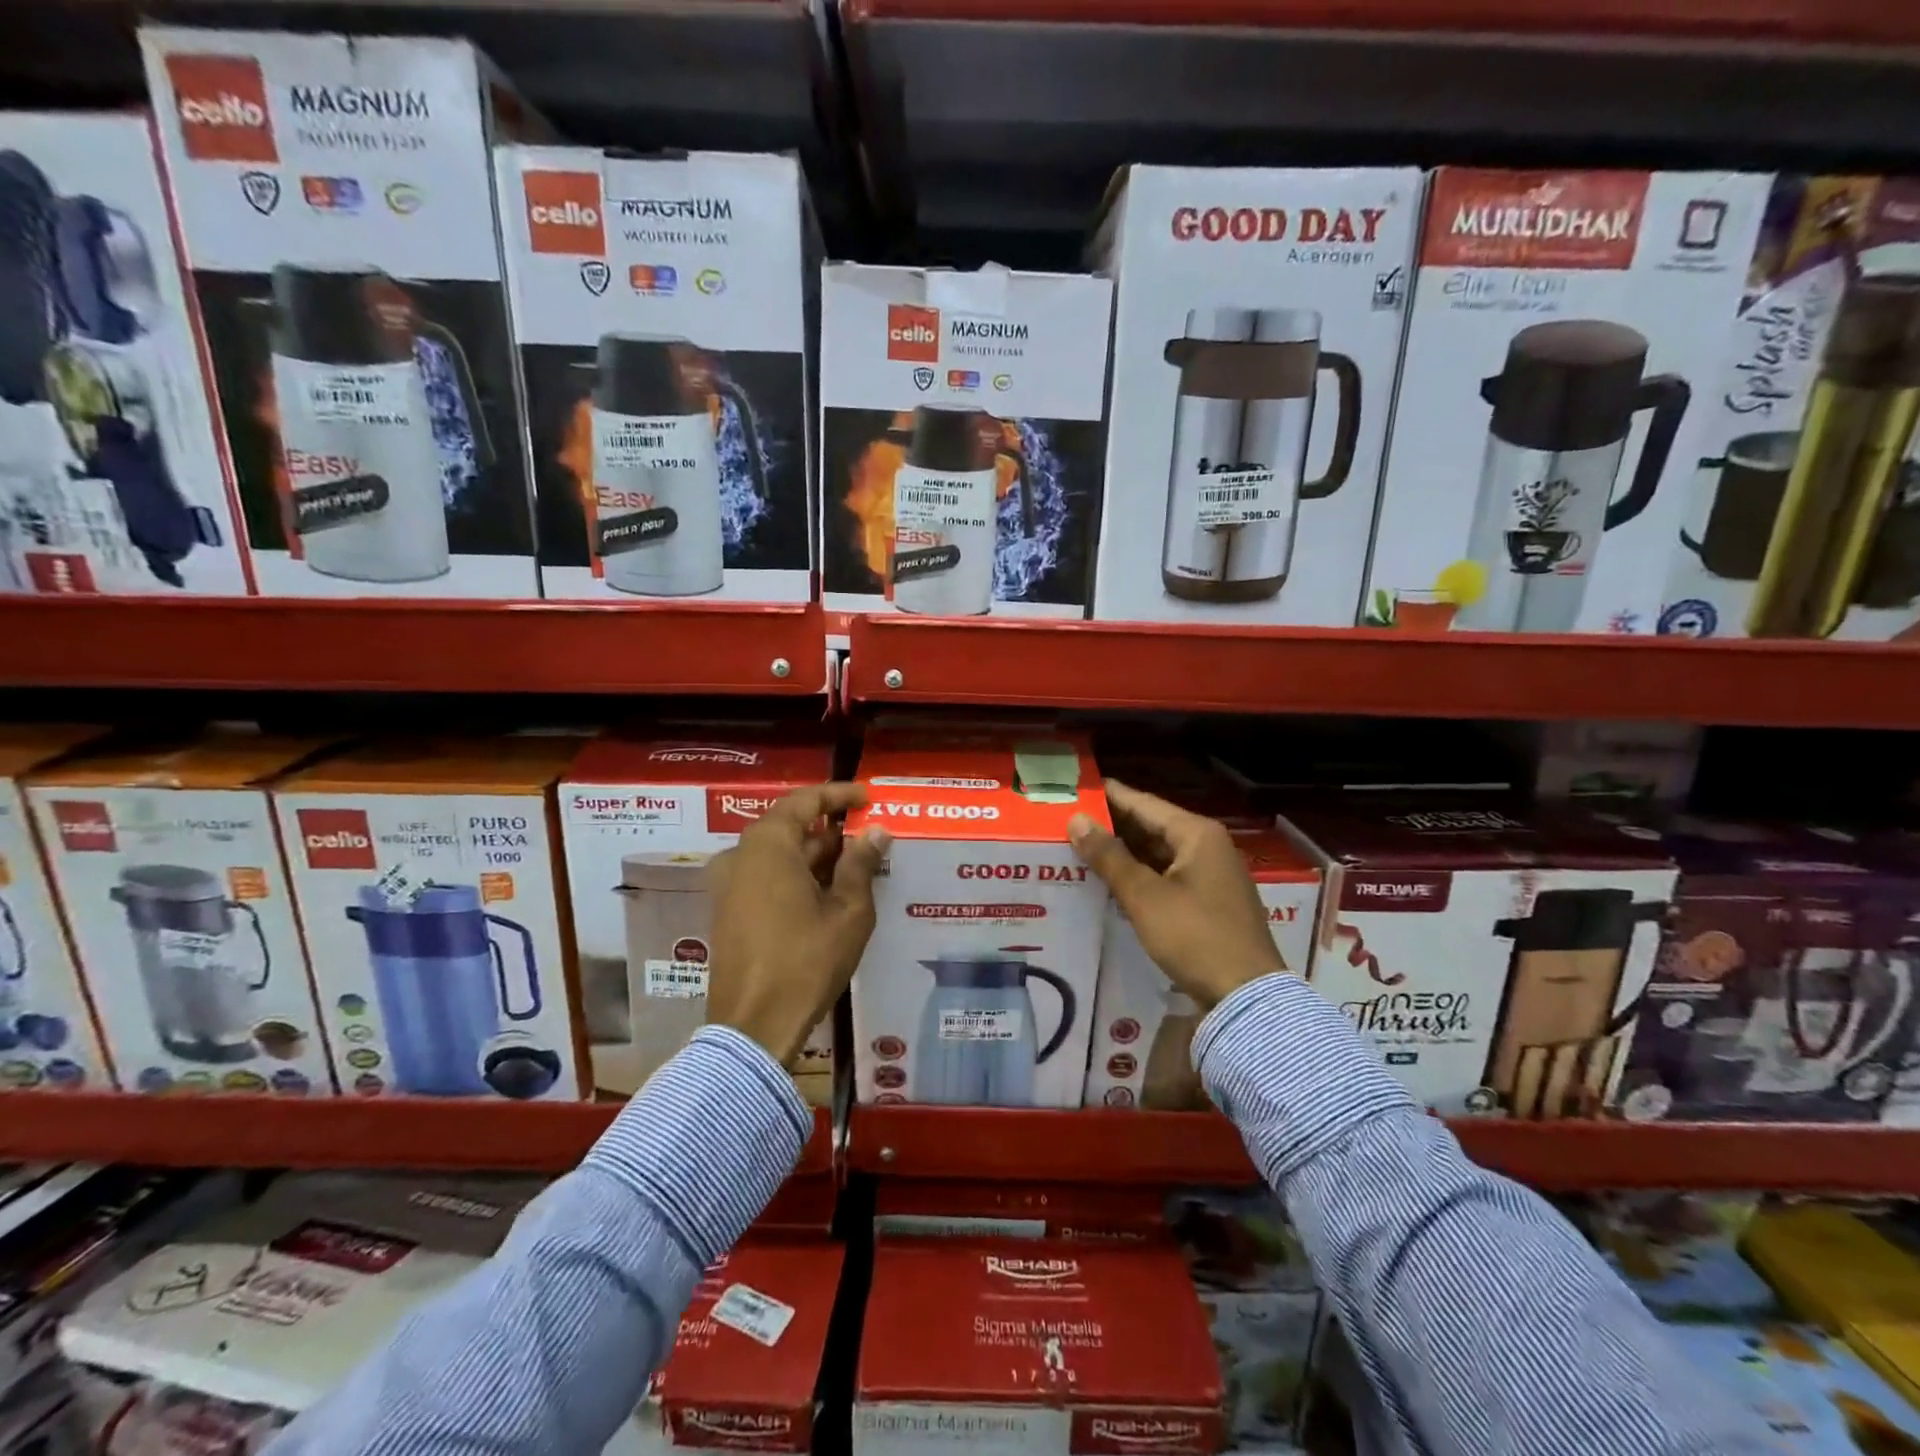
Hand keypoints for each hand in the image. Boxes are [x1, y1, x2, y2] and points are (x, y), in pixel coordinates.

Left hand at [706, 783, 889, 1065]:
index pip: (806, 801)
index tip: (867, 798)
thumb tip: (875, 832)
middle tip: (868, 837)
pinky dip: (796, 875)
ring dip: (815, 856)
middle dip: (830, 830)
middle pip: (790, 826)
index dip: (839, 795)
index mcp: (768, 845)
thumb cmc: (806, 961)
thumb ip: (861, 864)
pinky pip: (765, 877)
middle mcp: (741, 856)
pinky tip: (827, 894)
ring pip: (778, 854)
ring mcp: (729, 885)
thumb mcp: (848, 911)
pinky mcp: (727, 911)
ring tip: (856, 867)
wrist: (753, 1026)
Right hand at [1068, 779, 1279, 1009]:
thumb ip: (1109, 856)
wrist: (1246, 995)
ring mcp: (1211, 874)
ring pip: (1158, 853)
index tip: (1074, 789)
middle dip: (1112, 826)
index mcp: (1197, 834)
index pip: (1143, 803)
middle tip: (1069, 821)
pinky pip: (1166, 875)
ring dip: (1123, 852)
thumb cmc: (1195, 936)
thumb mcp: (1145, 896)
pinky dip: (1139, 874)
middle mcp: (1207, 846)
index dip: (1108, 796)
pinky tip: (1110, 880)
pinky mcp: (1208, 901)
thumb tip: (1076, 820)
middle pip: (1151, 826)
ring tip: (1080, 848)